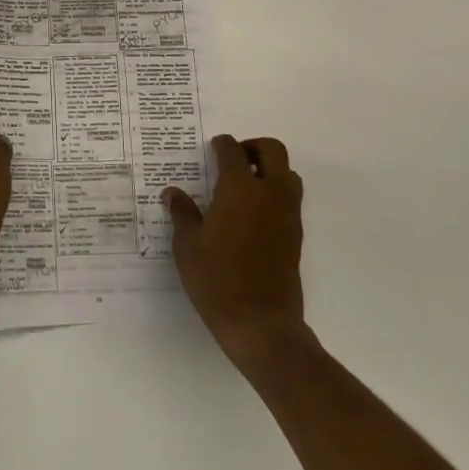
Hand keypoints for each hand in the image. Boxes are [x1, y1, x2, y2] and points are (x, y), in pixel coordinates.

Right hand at [165, 135, 306, 367]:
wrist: (261, 324)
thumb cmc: (217, 280)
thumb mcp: (187, 246)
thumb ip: (182, 213)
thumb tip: (173, 193)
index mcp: (240, 189)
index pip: (233, 151)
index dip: (221, 145)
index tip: (212, 148)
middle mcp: (269, 194)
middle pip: (272, 151)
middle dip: (253, 147)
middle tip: (232, 159)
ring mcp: (287, 215)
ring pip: (288, 174)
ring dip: (269, 169)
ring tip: (244, 185)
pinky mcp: (296, 235)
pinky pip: (290, 199)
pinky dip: (275, 193)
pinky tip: (251, 214)